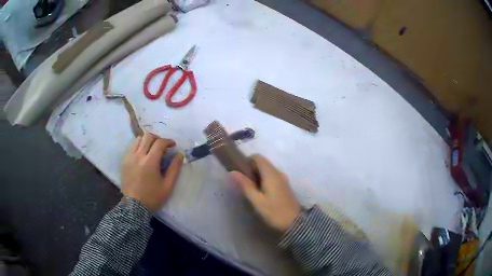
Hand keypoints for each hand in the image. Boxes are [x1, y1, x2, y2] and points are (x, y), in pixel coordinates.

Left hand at [121, 132, 182, 211]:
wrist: (134, 206)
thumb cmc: (152, 197)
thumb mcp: (168, 186)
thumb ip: (175, 169)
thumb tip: (180, 154)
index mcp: (150, 162)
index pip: (160, 143)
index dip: (168, 141)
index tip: (173, 145)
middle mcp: (138, 155)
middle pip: (148, 136)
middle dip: (158, 138)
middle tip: (163, 146)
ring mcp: (129, 157)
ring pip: (138, 139)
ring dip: (147, 141)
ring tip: (152, 149)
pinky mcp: (124, 161)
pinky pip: (131, 147)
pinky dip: (139, 146)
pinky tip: (142, 155)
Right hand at [230, 155, 300, 232]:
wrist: (295, 223)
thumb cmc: (274, 212)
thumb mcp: (257, 200)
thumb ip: (245, 185)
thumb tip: (232, 172)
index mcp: (271, 173)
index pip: (258, 157)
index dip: (246, 161)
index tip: (239, 172)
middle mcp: (278, 172)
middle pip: (262, 163)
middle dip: (251, 169)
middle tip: (242, 183)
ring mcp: (283, 179)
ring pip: (267, 170)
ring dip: (257, 176)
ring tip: (249, 189)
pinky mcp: (285, 186)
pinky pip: (272, 177)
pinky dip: (264, 180)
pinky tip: (260, 193)